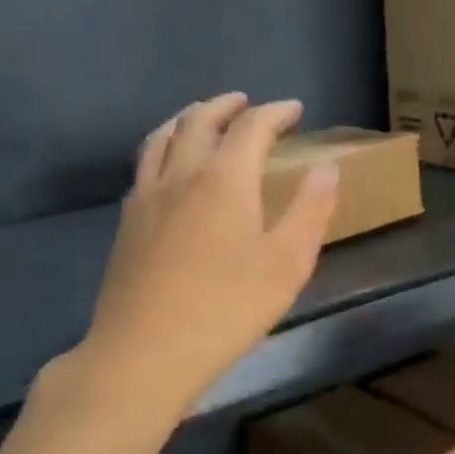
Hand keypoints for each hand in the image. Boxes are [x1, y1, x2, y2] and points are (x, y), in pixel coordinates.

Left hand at [67, 93, 337, 414]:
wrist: (146, 350)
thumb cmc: (228, 308)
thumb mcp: (288, 263)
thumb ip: (310, 210)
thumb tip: (327, 167)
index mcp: (224, 180)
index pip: (251, 128)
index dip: (275, 113)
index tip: (295, 109)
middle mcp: (180, 175)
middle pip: (199, 121)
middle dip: (226, 105)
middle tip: (246, 102)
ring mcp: (146, 198)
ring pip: (162, 137)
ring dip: (188, 118)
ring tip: (203, 118)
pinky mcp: (127, 224)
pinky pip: (145, 165)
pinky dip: (164, 147)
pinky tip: (169, 168)